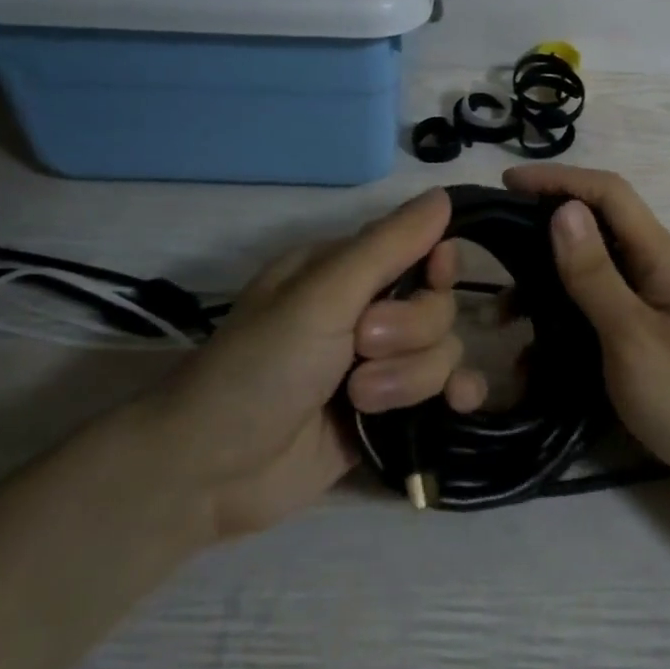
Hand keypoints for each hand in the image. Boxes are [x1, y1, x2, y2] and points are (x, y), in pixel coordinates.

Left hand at [151, 189, 487, 540]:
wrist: (212, 473)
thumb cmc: (259, 367)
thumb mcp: (321, 297)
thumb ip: (387, 246)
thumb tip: (443, 195)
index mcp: (346, 272)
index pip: (422, 250)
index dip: (438, 265)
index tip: (434, 278)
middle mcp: (368, 312)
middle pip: (438, 305)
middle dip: (410, 332)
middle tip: (360, 348)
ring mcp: (381, 365)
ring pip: (444, 351)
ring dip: (411, 377)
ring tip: (361, 400)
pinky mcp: (390, 412)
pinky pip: (447, 390)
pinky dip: (457, 394)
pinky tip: (457, 405)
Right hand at [504, 164, 669, 502]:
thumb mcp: (633, 337)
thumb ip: (595, 275)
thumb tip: (563, 209)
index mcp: (661, 256)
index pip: (608, 193)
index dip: (558, 179)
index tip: (507, 183)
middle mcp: (657, 267)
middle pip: (597, 226)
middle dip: (544, 229)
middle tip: (497, 249)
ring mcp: (654, 301)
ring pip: (592, 271)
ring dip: (548, 283)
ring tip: (504, 313)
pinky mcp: (647, 332)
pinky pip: (597, 309)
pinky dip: (563, 319)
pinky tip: (534, 355)